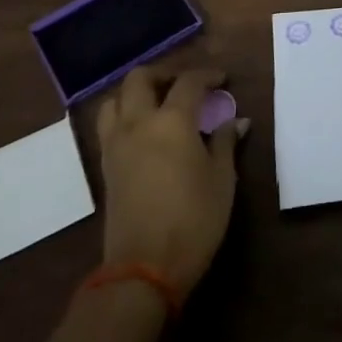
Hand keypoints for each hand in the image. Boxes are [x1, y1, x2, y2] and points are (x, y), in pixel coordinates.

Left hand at [96, 65, 245, 297]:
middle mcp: (138, 123)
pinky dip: (125, 116)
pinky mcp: (106, 167)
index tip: (222, 80)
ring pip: (115, 100)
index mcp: (172, 121)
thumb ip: (225, 143)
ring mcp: (116, 145)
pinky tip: (145, 133)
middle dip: (164, 74)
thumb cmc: (194, 219)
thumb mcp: (222, 179)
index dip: (207, 75)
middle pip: (140, 79)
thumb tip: (235, 121)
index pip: (189, 82)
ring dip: (136, 93)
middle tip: (186, 85)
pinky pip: (109, 126)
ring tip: (159, 104)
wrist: (144, 267)